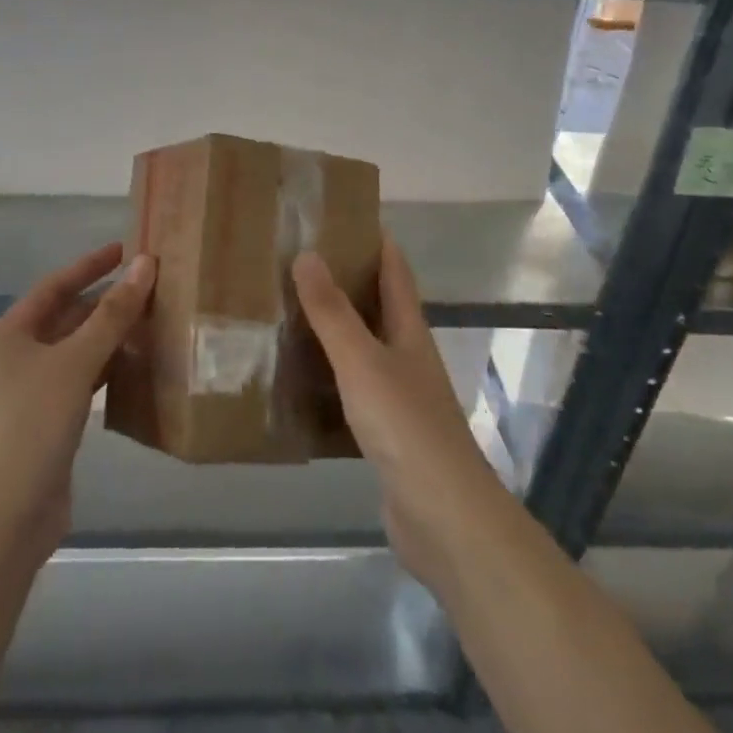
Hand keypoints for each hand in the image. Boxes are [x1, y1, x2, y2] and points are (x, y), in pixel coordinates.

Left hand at [0, 244, 155, 565]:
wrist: (0, 520)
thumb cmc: (30, 425)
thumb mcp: (75, 362)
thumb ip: (112, 315)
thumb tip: (146, 264)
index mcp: (9, 335)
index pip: (55, 286)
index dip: (91, 265)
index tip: (127, 249)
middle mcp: (15, 359)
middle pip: (66, 318)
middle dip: (106, 303)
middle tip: (153, 287)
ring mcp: (29, 395)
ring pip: (76, 352)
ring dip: (110, 338)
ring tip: (154, 322)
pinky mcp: (47, 425)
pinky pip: (82, 383)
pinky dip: (107, 372)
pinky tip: (137, 368)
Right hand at [293, 239, 505, 594]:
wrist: (441, 516)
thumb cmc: (405, 426)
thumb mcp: (362, 361)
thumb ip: (333, 312)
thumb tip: (307, 253)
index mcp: (409, 331)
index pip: (395, 272)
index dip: (376, 241)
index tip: (343, 216)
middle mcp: (408, 357)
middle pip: (380, 307)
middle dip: (347, 282)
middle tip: (300, 262)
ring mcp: (399, 397)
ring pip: (364, 349)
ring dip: (335, 330)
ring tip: (291, 312)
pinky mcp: (386, 433)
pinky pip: (352, 390)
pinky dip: (329, 376)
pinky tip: (301, 380)